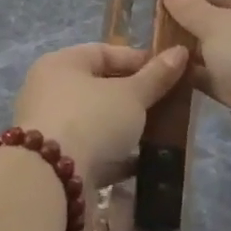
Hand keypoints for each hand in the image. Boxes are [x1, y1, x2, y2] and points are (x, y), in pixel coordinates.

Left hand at [12, 42, 187, 194]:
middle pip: (98, 87)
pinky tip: (141, 161)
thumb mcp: (131, 95)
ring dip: (125, 127)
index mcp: (61, 64)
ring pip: (96, 121)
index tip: (168, 72)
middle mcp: (50, 92)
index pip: (103, 52)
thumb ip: (156, 76)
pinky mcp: (56, 161)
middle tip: (166, 103)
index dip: (138, 59)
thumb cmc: (91, 119)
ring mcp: (51, 129)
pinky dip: (115, 155)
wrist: (52, 179)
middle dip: (134, 96)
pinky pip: (92, 151)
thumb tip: (181, 51)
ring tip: (158, 132)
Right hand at [156, 0, 230, 161]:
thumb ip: (189, 6)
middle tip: (152, 28)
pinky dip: (203, 78)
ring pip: (225, 55)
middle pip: (227, 23)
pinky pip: (225, 81)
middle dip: (192, 27)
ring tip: (156, 51)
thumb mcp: (218, 26)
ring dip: (195, 55)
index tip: (161, 0)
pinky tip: (171, 76)